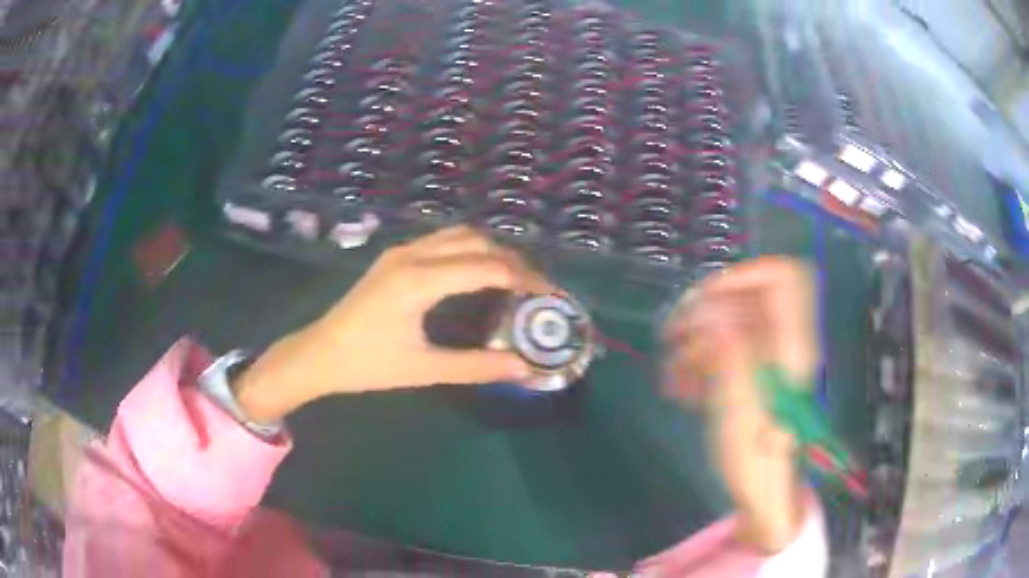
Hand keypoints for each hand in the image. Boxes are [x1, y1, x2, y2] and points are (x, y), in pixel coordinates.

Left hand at [234, 226, 552, 421]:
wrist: (319, 354)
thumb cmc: (367, 365)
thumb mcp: (423, 369)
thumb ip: (476, 366)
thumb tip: (523, 367)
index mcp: (419, 281)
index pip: (488, 267)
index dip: (525, 279)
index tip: (550, 294)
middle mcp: (412, 255)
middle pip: (477, 241)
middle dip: (513, 259)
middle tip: (536, 288)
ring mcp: (401, 252)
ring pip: (458, 235)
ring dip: (491, 250)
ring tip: (513, 279)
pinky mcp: (394, 257)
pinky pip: (442, 241)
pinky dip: (469, 250)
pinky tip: (477, 274)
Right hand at [663, 257, 815, 551]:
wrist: (761, 492)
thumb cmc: (755, 455)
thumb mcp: (739, 403)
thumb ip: (727, 349)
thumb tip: (707, 308)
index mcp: (792, 344)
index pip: (784, 277)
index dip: (747, 274)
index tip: (708, 297)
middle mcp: (784, 343)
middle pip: (749, 298)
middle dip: (707, 310)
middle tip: (673, 333)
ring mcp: (768, 359)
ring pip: (732, 324)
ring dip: (697, 340)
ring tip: (672, 372)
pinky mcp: (754, 375)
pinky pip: (727, 350)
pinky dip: (702, 361)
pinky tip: (683, 386)